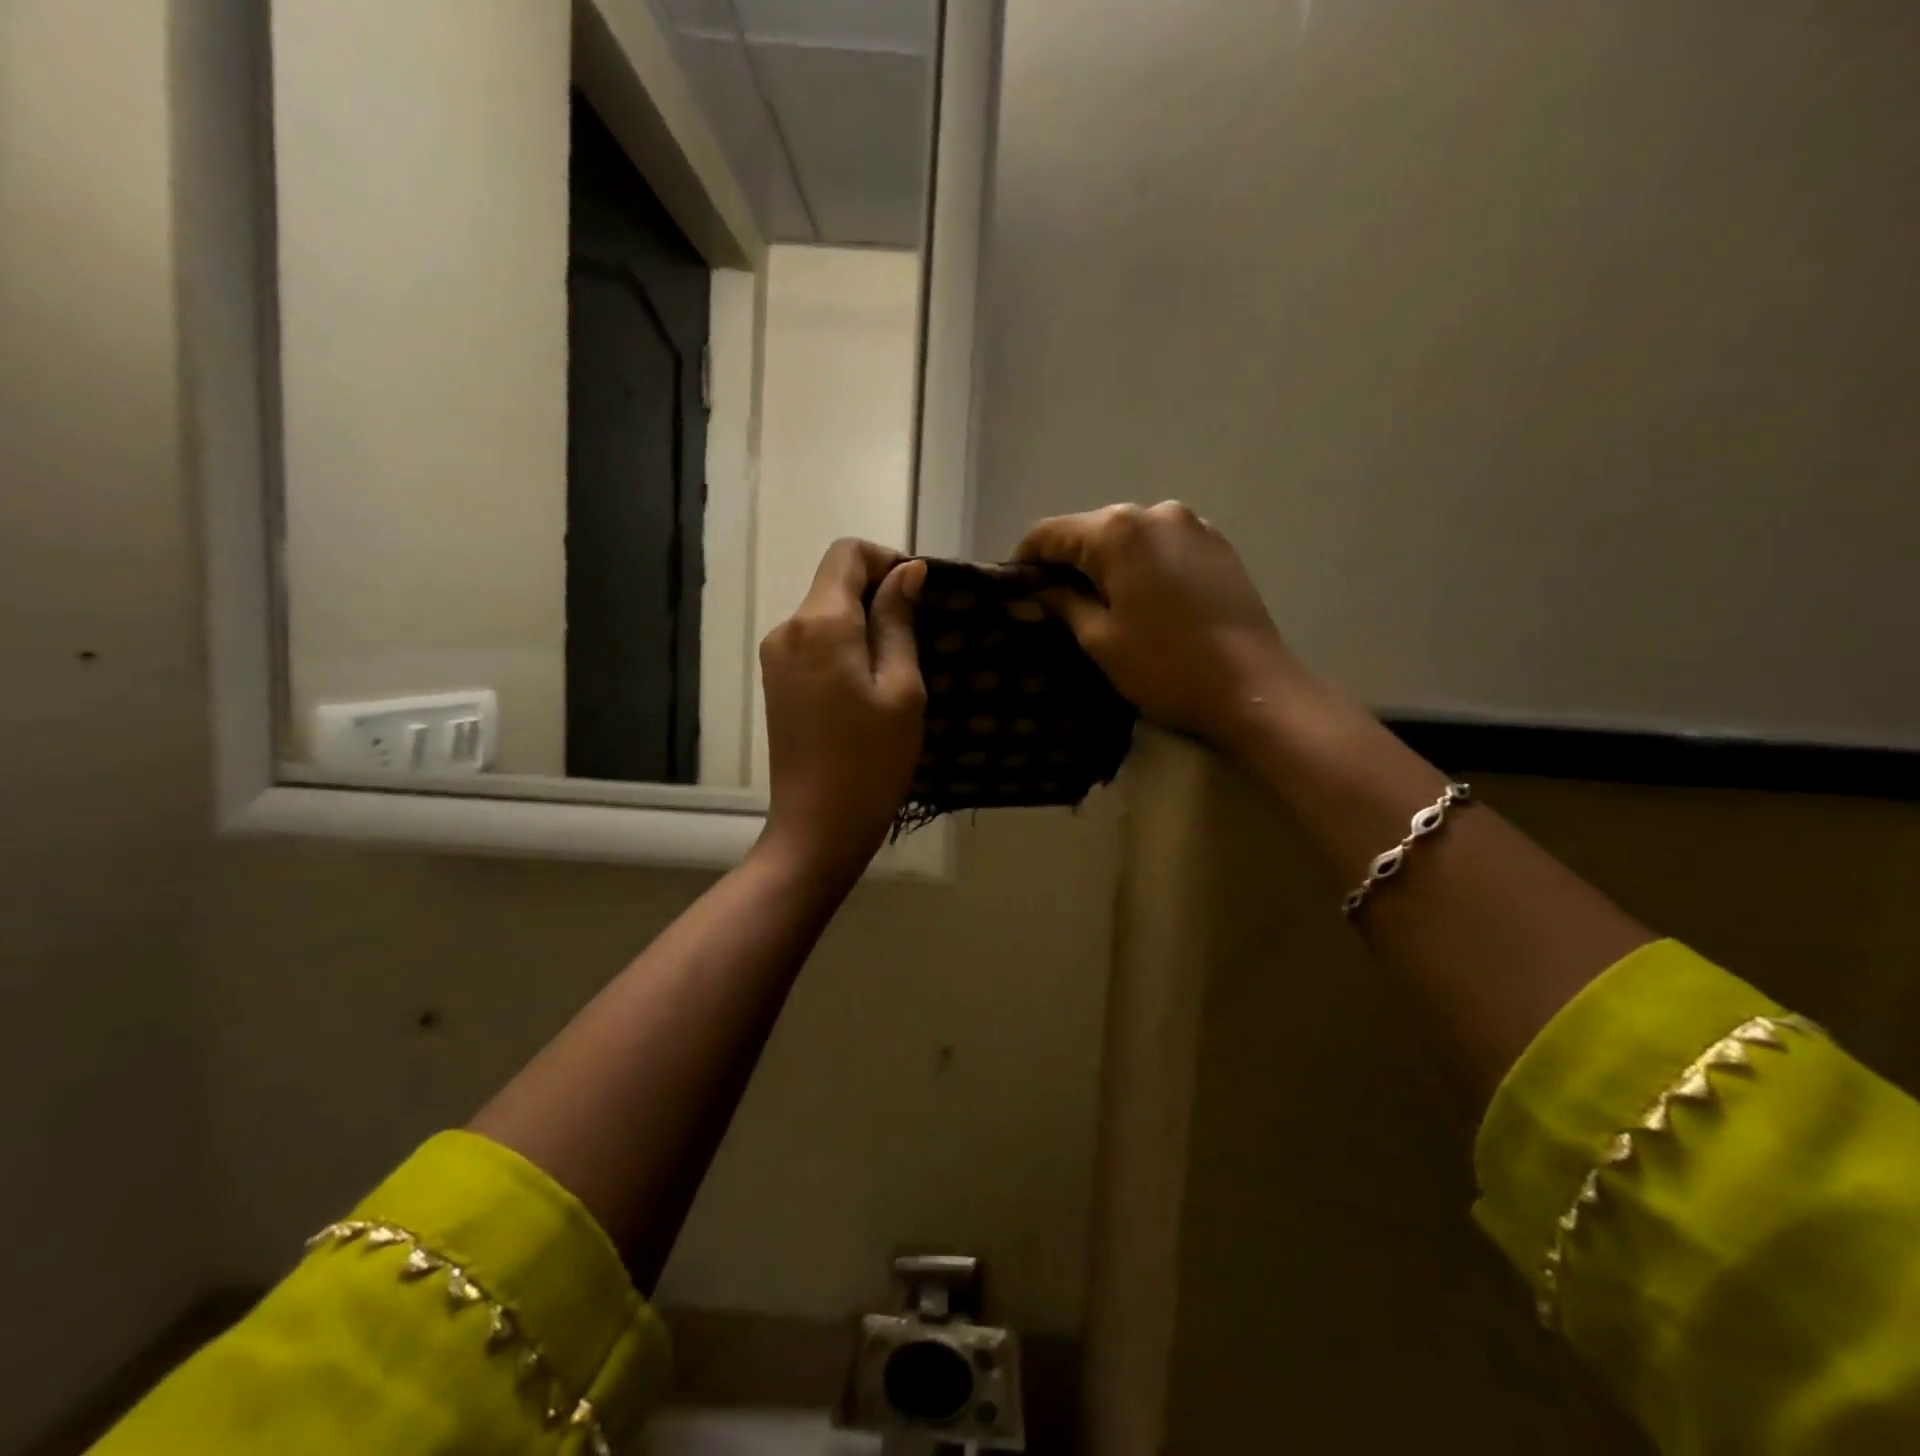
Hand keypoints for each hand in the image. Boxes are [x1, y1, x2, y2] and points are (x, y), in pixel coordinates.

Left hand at [758, 540, 927, 879]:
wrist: (817, 826)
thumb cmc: (871, 760)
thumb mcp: (901, 688)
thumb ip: (898, 622)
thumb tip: (906, 571)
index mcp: (819, 623)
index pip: (847, 553)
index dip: (887, 560)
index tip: (919, 595)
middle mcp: (787, 628)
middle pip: (834, 581)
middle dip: (878, 594)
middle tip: (919, 637)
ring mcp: (776, 657)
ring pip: (825, 613)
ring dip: (863, 624)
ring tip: (898, 668)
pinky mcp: (776, 682)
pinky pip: (814, 642)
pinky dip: (844, 646)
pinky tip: (868, 685)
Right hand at [1015, 501, 1307, 756]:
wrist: (1252, 688)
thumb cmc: (1164, 666)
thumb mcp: (1099, 639)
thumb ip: (1061, 603)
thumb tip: (1032, 590)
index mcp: (1118, 530)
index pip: (1050, 533)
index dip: (1024, 560)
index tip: (1012, 590)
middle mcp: (1156, 512)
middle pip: (1091, 530)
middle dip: (1067, 563)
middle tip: (1052, 604)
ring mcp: (1193, 525)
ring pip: (1129, 538)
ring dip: (1106, 564)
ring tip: (1098, 605)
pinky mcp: (1219, 545)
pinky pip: (1162, 547)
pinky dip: (1142, 566)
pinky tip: (1142, 601)